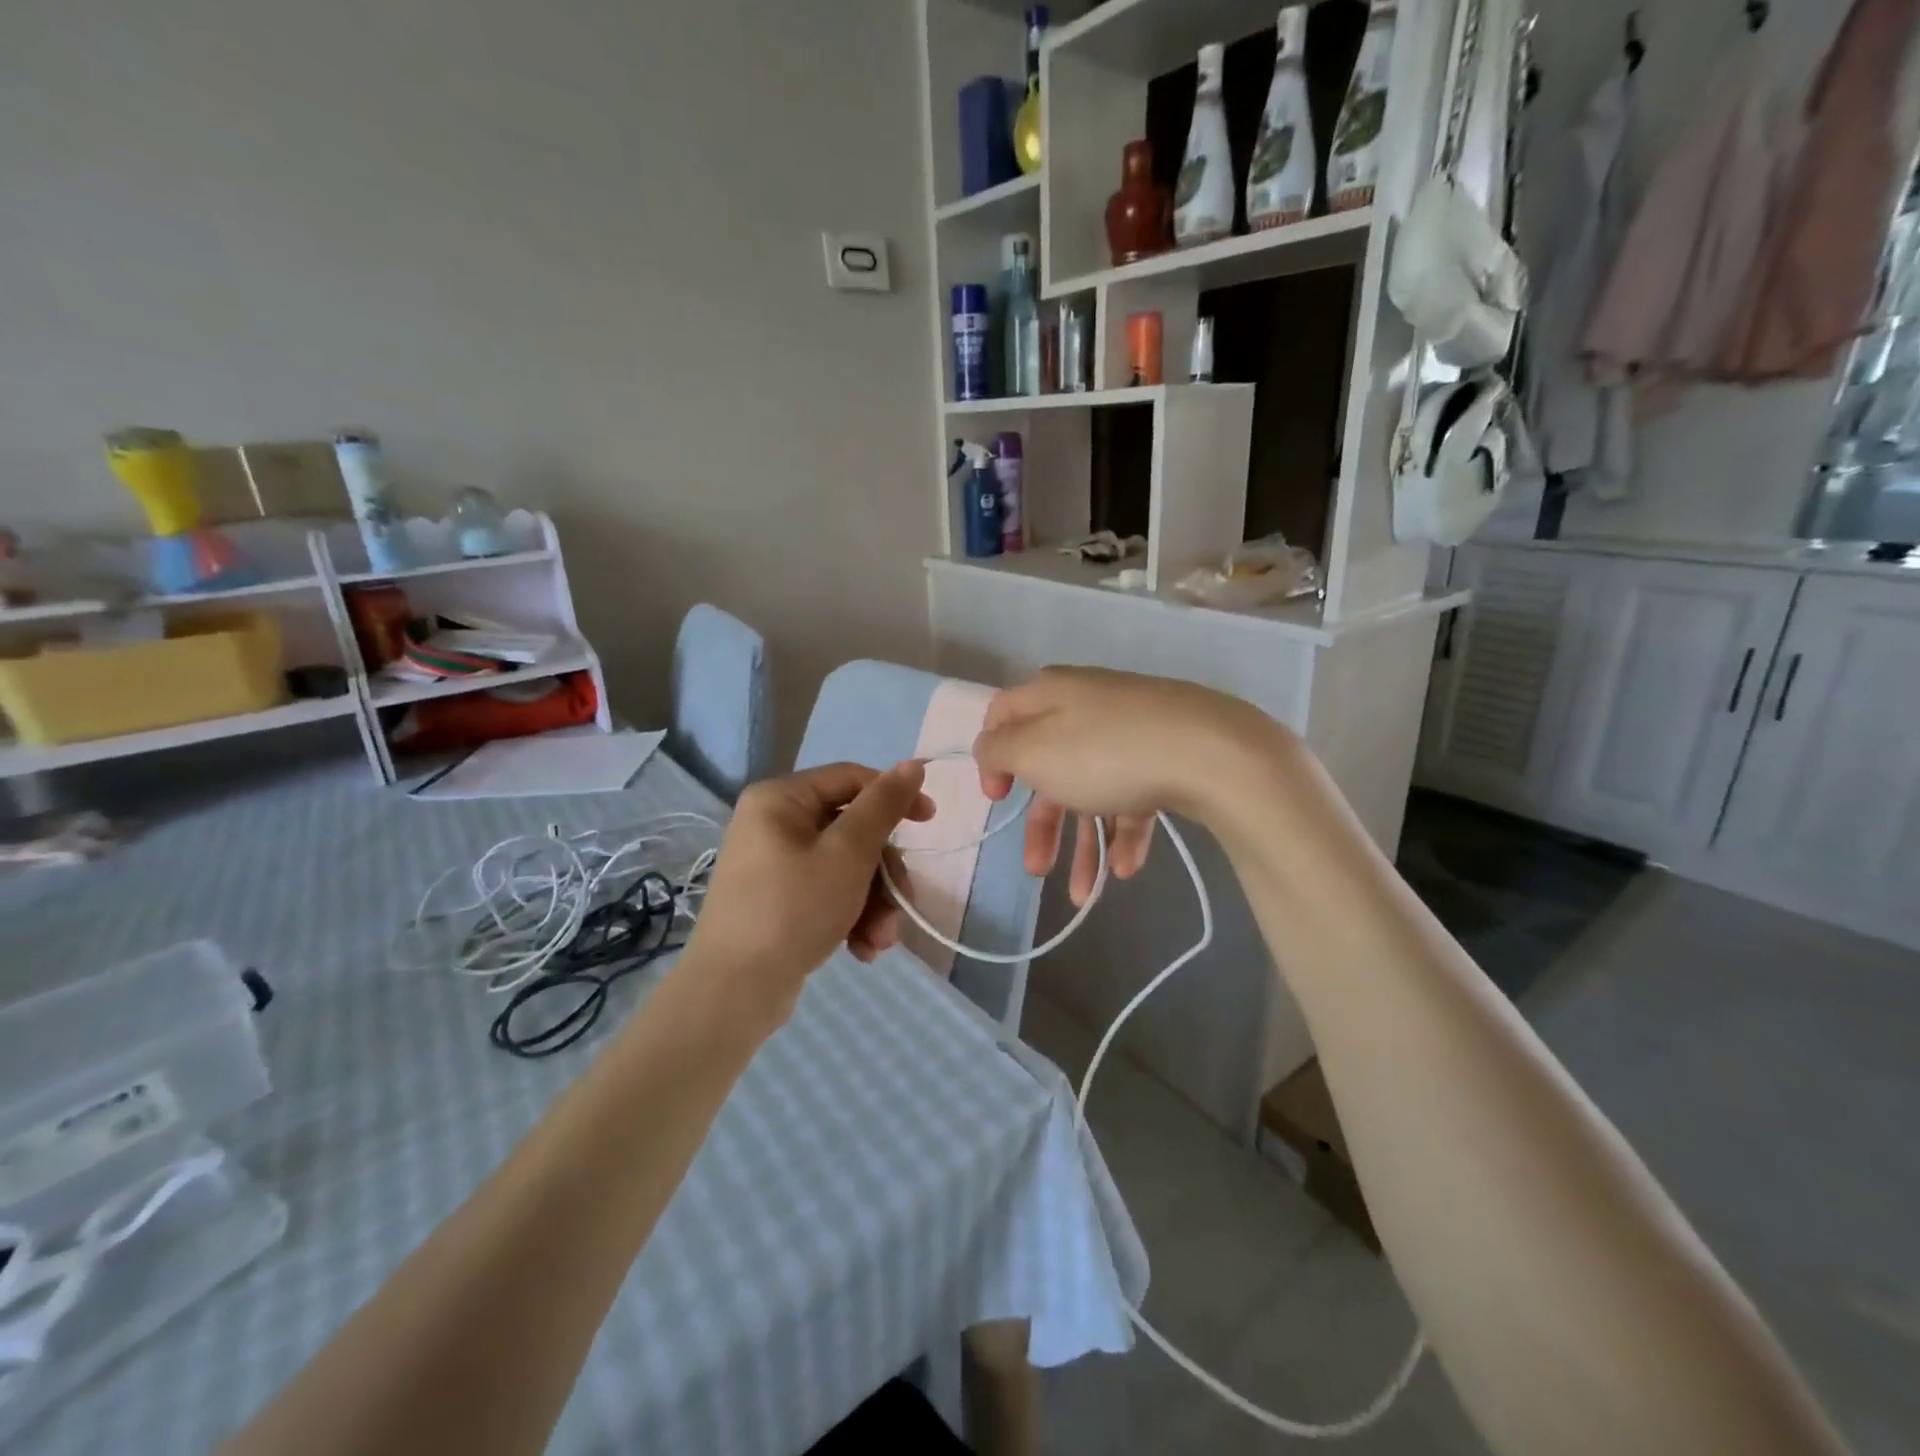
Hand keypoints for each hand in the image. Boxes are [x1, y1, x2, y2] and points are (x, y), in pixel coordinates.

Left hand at [682, 762, 932, 1023]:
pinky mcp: (777, 900)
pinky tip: (862, 950)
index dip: (894, 796)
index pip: (851, 779)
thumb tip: (912, 764)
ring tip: (880, 941)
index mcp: (781, 799)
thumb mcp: (848, 854)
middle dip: (883, 873)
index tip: (930, 821)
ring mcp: (773, 864)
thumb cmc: (793, 910)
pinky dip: (850, 917)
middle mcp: (773, 823)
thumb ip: (883, 806)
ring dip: (873, 903)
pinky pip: (826, 893)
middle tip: (901, 905)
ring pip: (845, 867)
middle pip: (851, 830)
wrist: (733, 994)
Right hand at [972, 667, 1286, 902]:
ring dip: (1084, 844)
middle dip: (1042, 825)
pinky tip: (1126, 868)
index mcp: (1051, 695)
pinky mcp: (1167, 756)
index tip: (998, 800)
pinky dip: (1124, 833)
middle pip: (1050, 766)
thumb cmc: (1104, 752)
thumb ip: (998, 749)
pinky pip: (1133, 796)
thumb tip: (989, 747)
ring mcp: (1132, 732)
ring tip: (1085, 895)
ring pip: (1093, 789)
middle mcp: (1088, 707)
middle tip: (1037, 870)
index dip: (992, 758)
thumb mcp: (1033, 752)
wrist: (1212, 753)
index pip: (1004, 716)